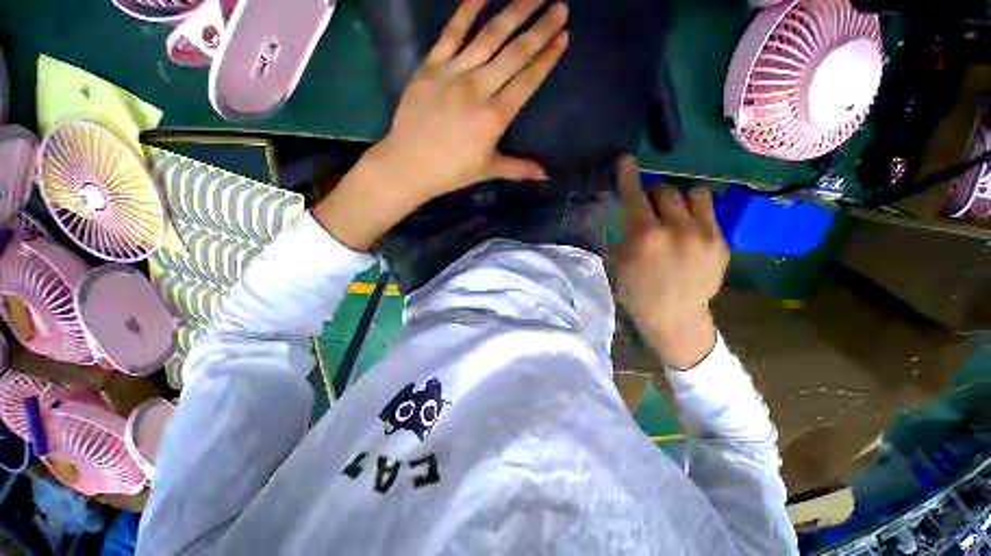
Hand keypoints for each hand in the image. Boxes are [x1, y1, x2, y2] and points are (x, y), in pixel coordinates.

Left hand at [314, 0, 568, 250]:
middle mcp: (479, 88)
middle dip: (541, 29)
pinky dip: (467, 10)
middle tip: (560, 6)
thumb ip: (519, 168)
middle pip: (515, 53)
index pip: (527, 80)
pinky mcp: (431, 65)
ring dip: (514, 11)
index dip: (547, 58)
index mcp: (495, 117)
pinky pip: (451, 32)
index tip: (563, 37)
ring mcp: (454, 73)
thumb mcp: (488, 170)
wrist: (409, 164)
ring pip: (489, 36)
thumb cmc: (451, 171)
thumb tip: (546, 175)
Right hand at [613, 157, 729, 369]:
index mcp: (644, 236)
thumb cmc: (637, 293)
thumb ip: (620, 235)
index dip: (628, 176)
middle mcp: (676, 229)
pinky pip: (708, 212)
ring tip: (674, 214)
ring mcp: (704, 234)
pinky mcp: (721, 242)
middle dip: (652, 194)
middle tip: (648, 206)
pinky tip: (688, 230)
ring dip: (678, 199)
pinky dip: (694, 214)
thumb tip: (624, 215)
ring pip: (692, 194)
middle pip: (664, 191)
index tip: (627, 159)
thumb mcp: (617, 265)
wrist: (675, 317)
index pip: (634, 196)